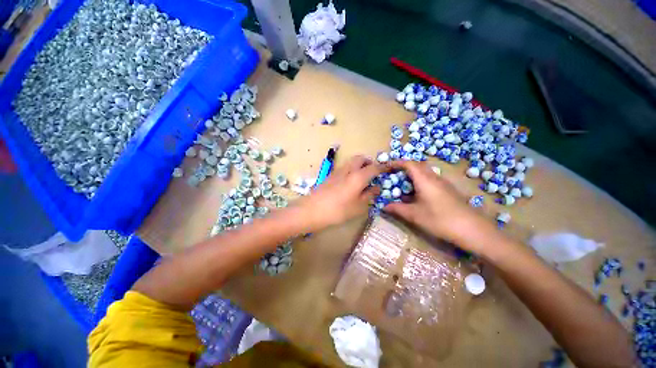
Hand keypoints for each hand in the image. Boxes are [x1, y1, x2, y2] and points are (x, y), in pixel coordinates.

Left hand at [296, 155, 383, 231]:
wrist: (312, 210)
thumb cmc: (338, 210)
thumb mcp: (358, 206)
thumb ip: (369, 195)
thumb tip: (376, 187)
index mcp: (358, 176)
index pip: (374, 167)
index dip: (382, 167)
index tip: (388, 168)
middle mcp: (348, 170)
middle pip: (361, 158)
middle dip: (369, 162)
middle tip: (373, 172)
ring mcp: (338, 171)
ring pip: (351, 161)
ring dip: (359, 165)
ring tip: (362, 177)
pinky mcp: (330, 175)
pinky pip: (344, 167)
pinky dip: (351, 169)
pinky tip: (350, 182)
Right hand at [383, 160, 497, 253]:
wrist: (473, 229)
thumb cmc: (440, 219)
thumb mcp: (414, 215)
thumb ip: (397, 209)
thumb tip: (383, 206)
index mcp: (425, 180)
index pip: (409, 164)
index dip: (396, 163)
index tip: (386, 167)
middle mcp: (434, 178)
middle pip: (417, 166)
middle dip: (403, 168)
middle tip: (393, 175)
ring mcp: (443, 184)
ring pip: (424, 173)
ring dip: (412, 176)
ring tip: (402, 186)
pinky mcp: (448, 191)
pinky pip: (430, 181)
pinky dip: (420, 183)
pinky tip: (417, 196)